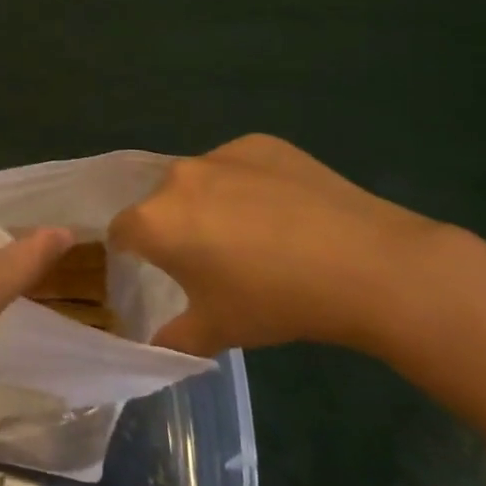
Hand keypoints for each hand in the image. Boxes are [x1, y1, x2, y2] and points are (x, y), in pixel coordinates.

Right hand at [109, 135, 450, 356]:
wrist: (364, 264)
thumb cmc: (276, 302)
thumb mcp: (217, 333)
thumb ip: (172, 339)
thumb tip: (154, 343)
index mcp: (154, 221)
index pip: (122, 232)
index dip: (134, 253)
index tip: (158, 272)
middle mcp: (177, 178)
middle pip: (160, 202)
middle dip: (175, 226)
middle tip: (211, 259)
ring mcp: (220, 154)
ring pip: (199, 181)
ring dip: (210, 203)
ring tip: (254, 235)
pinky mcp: (259, 143)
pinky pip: (238, 165)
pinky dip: (247, 184)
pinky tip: (284, 212)